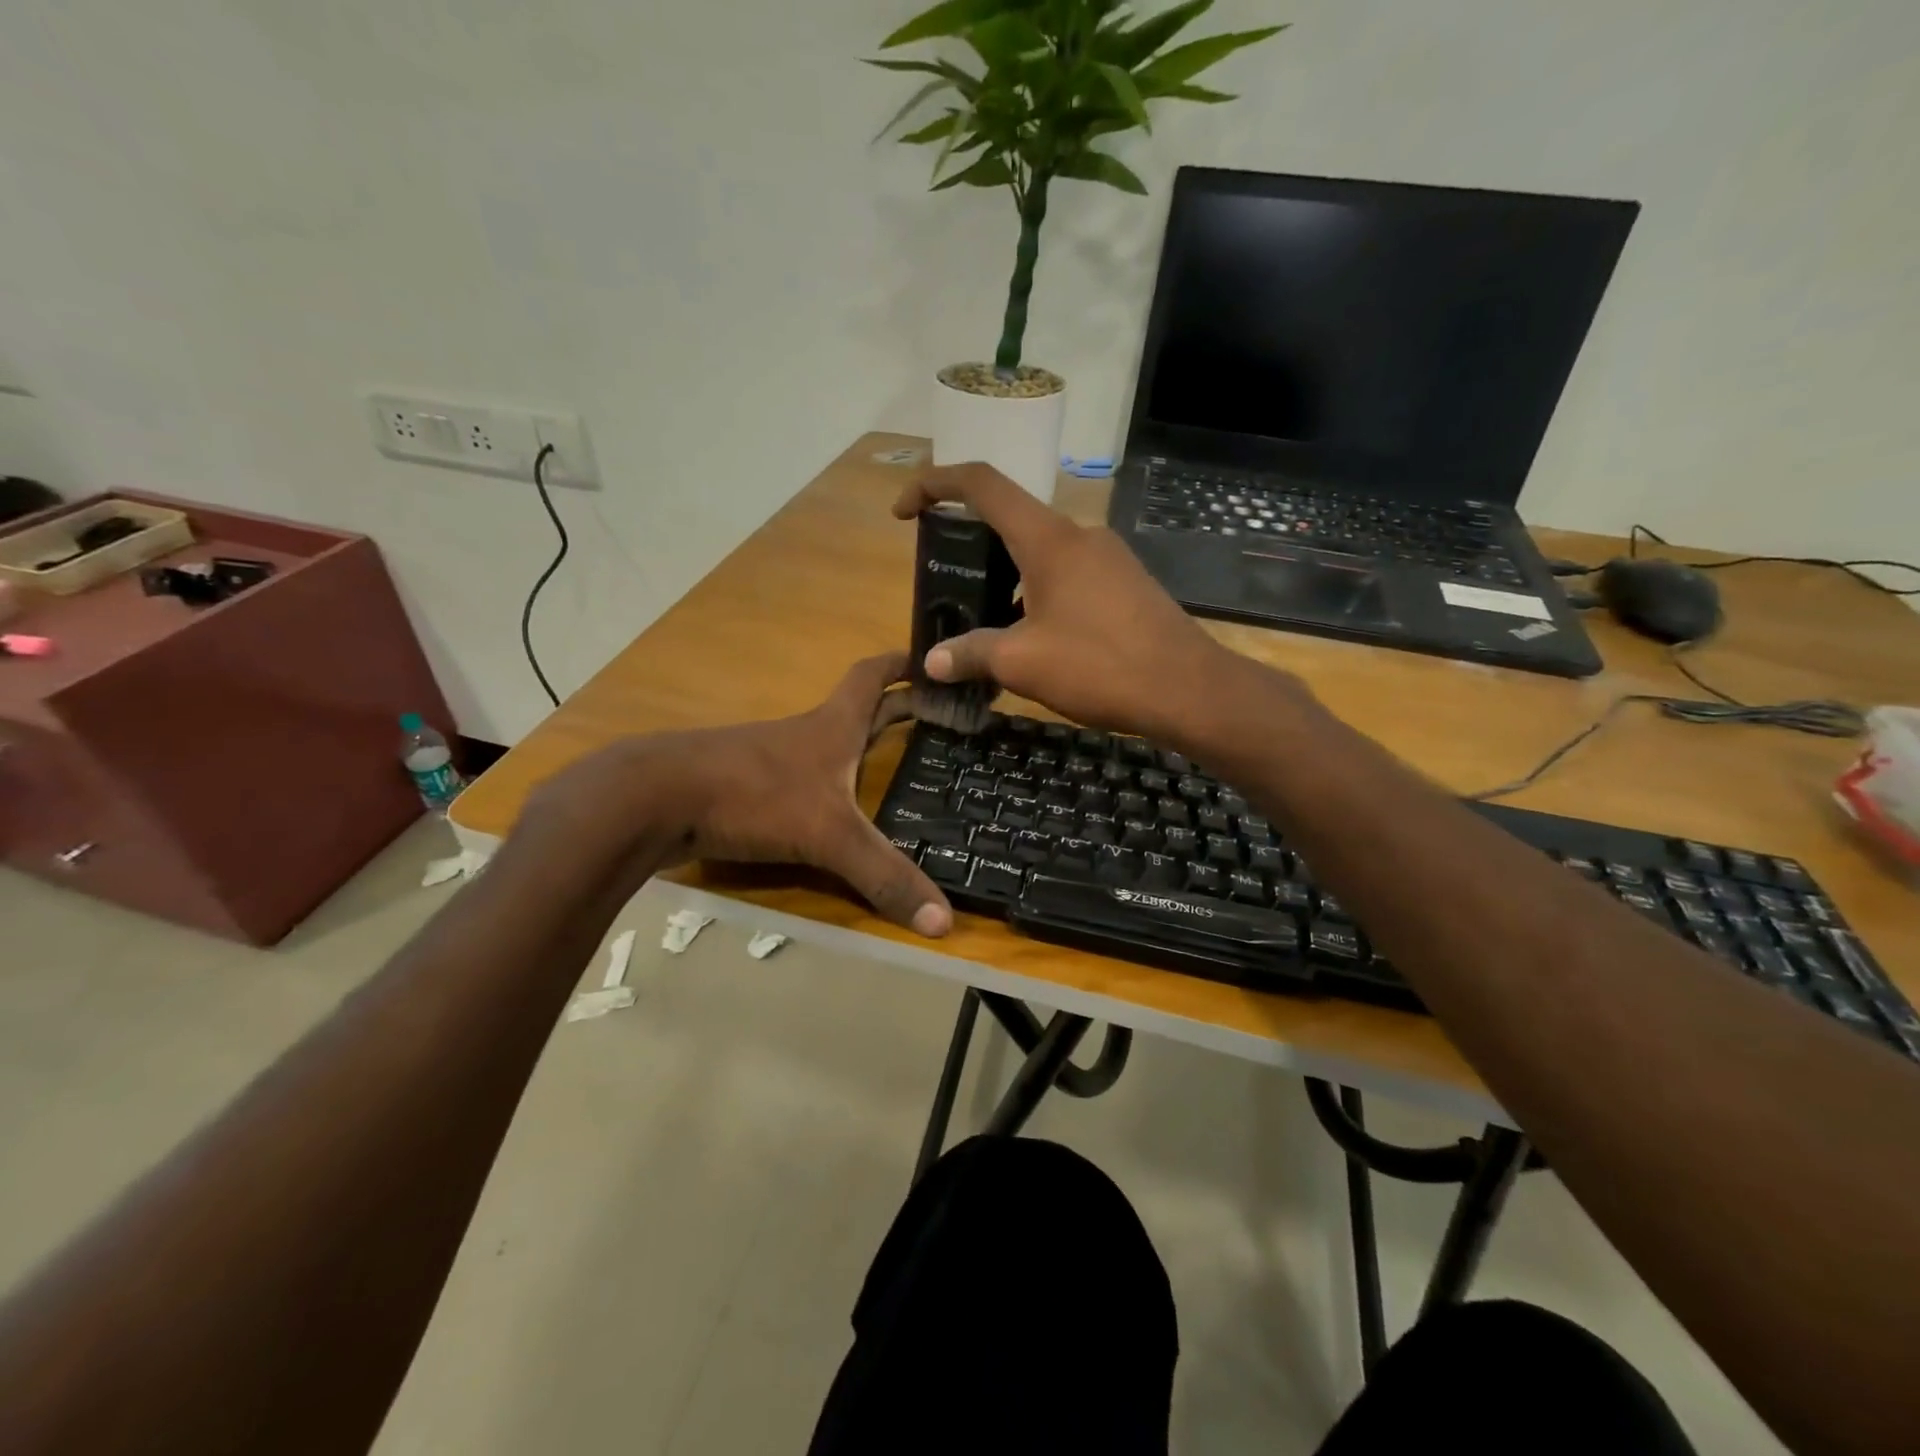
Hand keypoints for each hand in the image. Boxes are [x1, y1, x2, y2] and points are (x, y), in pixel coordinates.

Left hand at [523, 653, 951, 936]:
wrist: (653, 799)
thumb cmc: (753, 795)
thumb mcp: (829, 836)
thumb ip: (884, 875)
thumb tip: (945, 922)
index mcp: (832, 727)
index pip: (872, 678)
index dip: (902, 665)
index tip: (929, 658)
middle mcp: (804, 735)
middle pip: (857, 710)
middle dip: (895, 709)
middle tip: (935, 718)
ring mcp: (770, 759)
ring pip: (825, 745)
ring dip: (858, 746)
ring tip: (892, 765)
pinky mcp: (743, 786)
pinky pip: (797, 779)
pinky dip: (823, 784)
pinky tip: (830, 809)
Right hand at [893, 463, 1255, 744]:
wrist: (1188, 690)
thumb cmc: (1100, 666)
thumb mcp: (1022, 663)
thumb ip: (971, 654)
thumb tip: (933, 662)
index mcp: (1048, 539)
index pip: (981, 484)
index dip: (933, 485)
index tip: (904, 512)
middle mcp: (1079, 535)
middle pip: (1011, 519)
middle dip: (971, 545)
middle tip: (948, 586)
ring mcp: (1108, 557)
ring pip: (1041, 552)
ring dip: (1006, 577)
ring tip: (986, 624)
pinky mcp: (1126, 582)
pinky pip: (1068, 574)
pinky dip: (1038, 592)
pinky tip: (1035, 638)